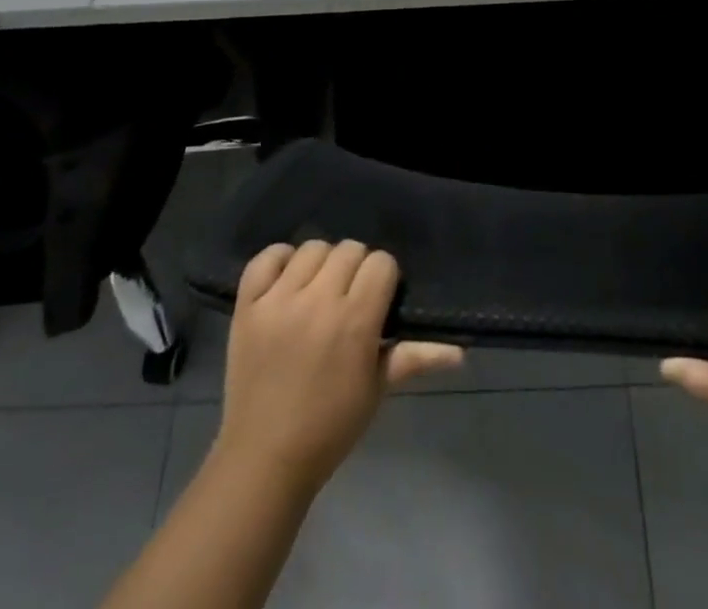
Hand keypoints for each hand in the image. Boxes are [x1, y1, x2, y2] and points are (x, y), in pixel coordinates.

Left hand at [214, 240, 463, 495]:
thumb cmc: (330, 427)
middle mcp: (318, 301)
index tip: (379, 298)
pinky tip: (287, 282)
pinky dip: (279, 261)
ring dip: (321, 265)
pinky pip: (266, 258)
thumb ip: (415, 358)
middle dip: (356, 269)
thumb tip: (460, 352)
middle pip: (349, 249)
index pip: (381, 263)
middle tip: (349, 297)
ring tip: (318, 291)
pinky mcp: (247, 305)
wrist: (264, 459)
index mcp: (355, 321)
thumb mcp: (377, 390)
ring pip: (312, 248)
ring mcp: (278, 301)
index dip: (384, 278)